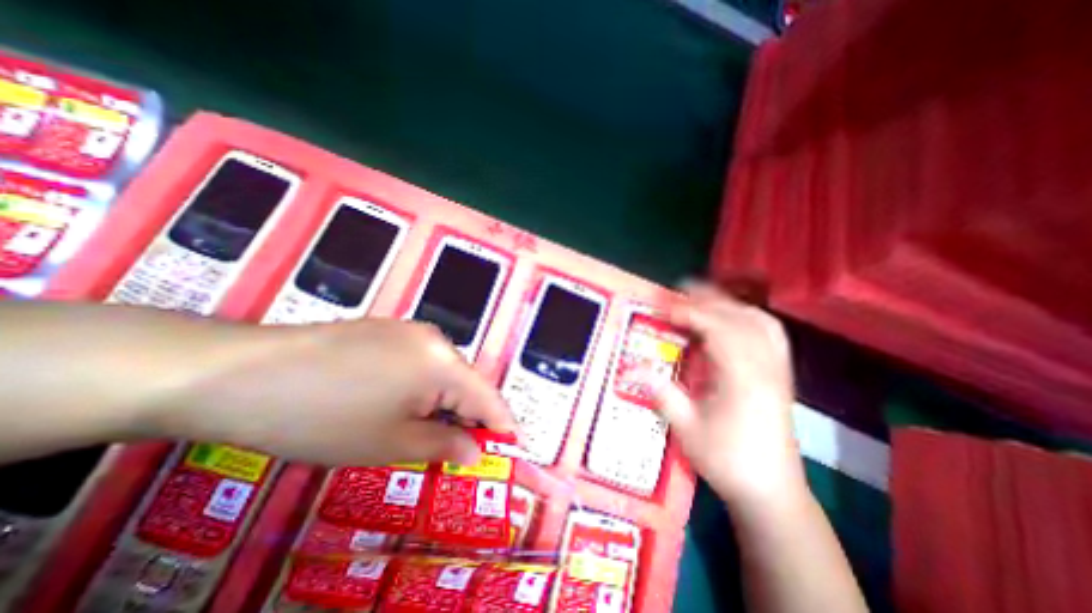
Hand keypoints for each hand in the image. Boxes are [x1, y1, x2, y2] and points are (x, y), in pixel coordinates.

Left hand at [142, 321, 514, 464]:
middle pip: (468, 382)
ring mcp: (411, 330)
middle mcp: (435, 339)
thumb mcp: (390, 443)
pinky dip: (425, 386)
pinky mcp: (389, 330)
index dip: (504, 425)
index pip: (489, 397)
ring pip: (445, 371)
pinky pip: (423, 361)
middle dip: (472, 416)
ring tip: (433, 431)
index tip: (513, 448)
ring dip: (446, 402)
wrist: (240, 375)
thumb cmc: (323, 417)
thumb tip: (476, 451)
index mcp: (443, 363)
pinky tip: (403, 403)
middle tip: (467, 449)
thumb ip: (444, 445)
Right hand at [651, 283, 804, 506]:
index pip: (719, 330)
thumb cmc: (727, 461)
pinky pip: (770, 332)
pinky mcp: (781, 374)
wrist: (771, 491)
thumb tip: (632, 367)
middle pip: (740, 318)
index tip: (666, 308)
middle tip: (676, 294)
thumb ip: (662, 393)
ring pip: (758, 320)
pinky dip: (748, 316)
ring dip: (728, 304)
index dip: (691, 313)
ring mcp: (778, 369)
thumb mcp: (686, 430)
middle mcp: (766, 367)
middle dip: (707, 300)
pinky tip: (732, 318)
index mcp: (743, 380)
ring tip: (701, 300)